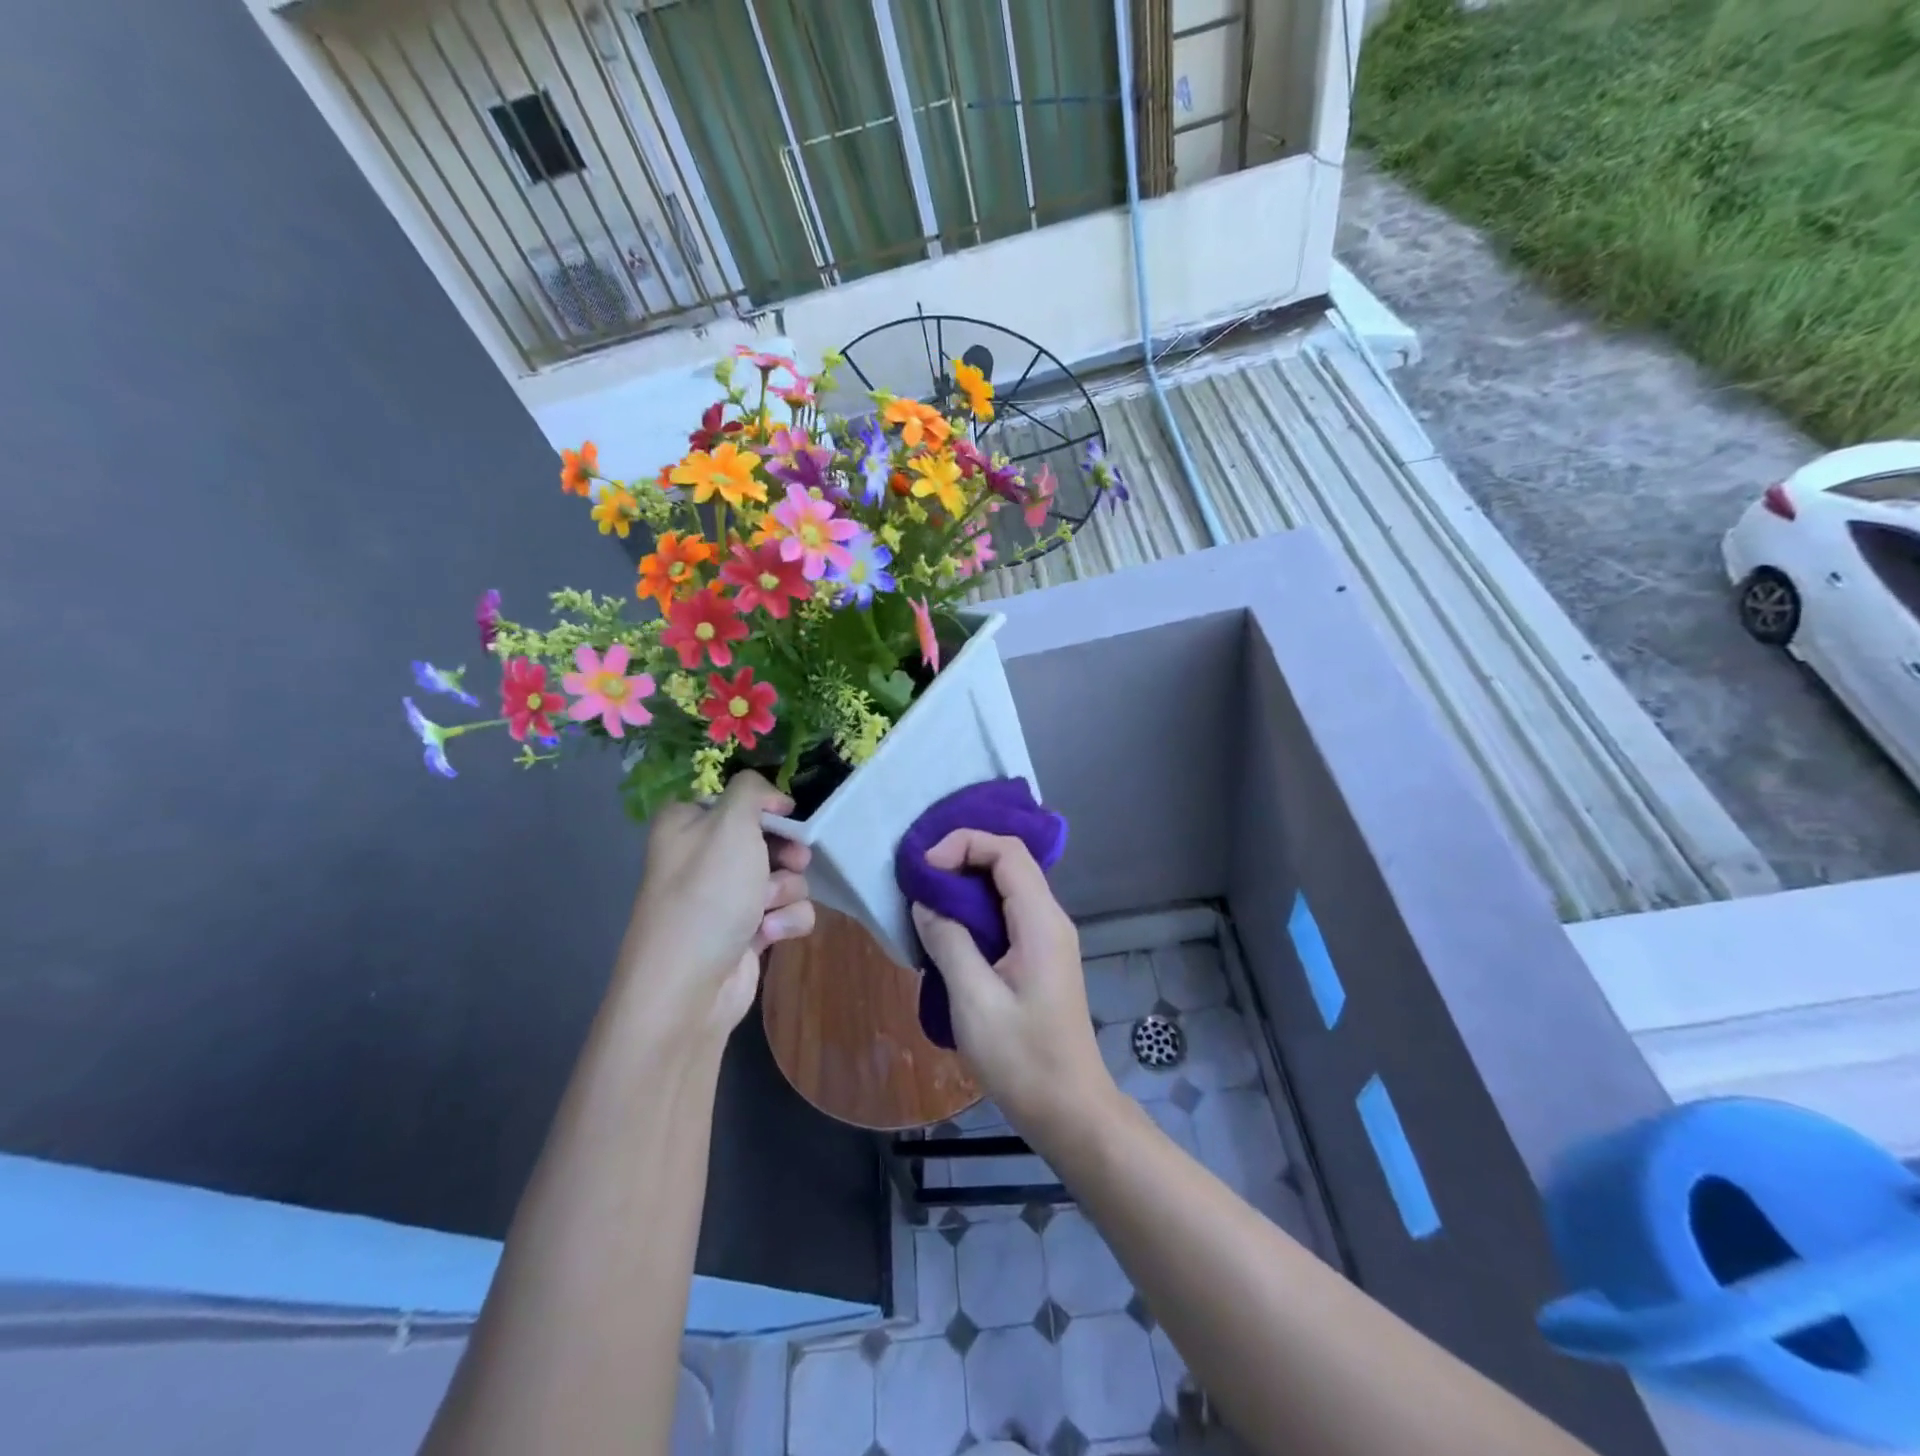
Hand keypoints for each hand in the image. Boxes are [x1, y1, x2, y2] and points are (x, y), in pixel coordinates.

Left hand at [620, 772, 814, 1038]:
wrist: (689, 987)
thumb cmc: (707, 894)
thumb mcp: (730, 823)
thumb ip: (752, 791)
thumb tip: (774, 799)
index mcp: (687, 823)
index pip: (736, 799)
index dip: (765, 807)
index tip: (784, 814)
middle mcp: (703, 857)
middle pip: (768, 837)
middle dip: (786, 852)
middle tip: (791, 861)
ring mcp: (725, 898)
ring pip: (784, 875)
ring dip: (786, 889)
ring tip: (768, 908)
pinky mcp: (747, 932)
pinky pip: (786, 911)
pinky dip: (786, 920)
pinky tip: (770, 934)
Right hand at [910, 831, 1115, 1145]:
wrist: (1069, 1108)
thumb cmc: (1023, 1058)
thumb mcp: (974, 1001)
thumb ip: (949, 942)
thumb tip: (926, 902)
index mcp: (1041, 922)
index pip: (1007, 852)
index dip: (965, 844)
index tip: (925, 869)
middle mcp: (1050, 919)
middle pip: (1009, 862)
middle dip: (962, 858)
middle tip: (919, 880)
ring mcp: (1048, 938)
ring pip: (1007, 887)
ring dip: (966, 885)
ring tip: (926, 901)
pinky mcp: (1040, 956)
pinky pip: (1007, 913)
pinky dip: (976, 909)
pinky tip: (948, 930)